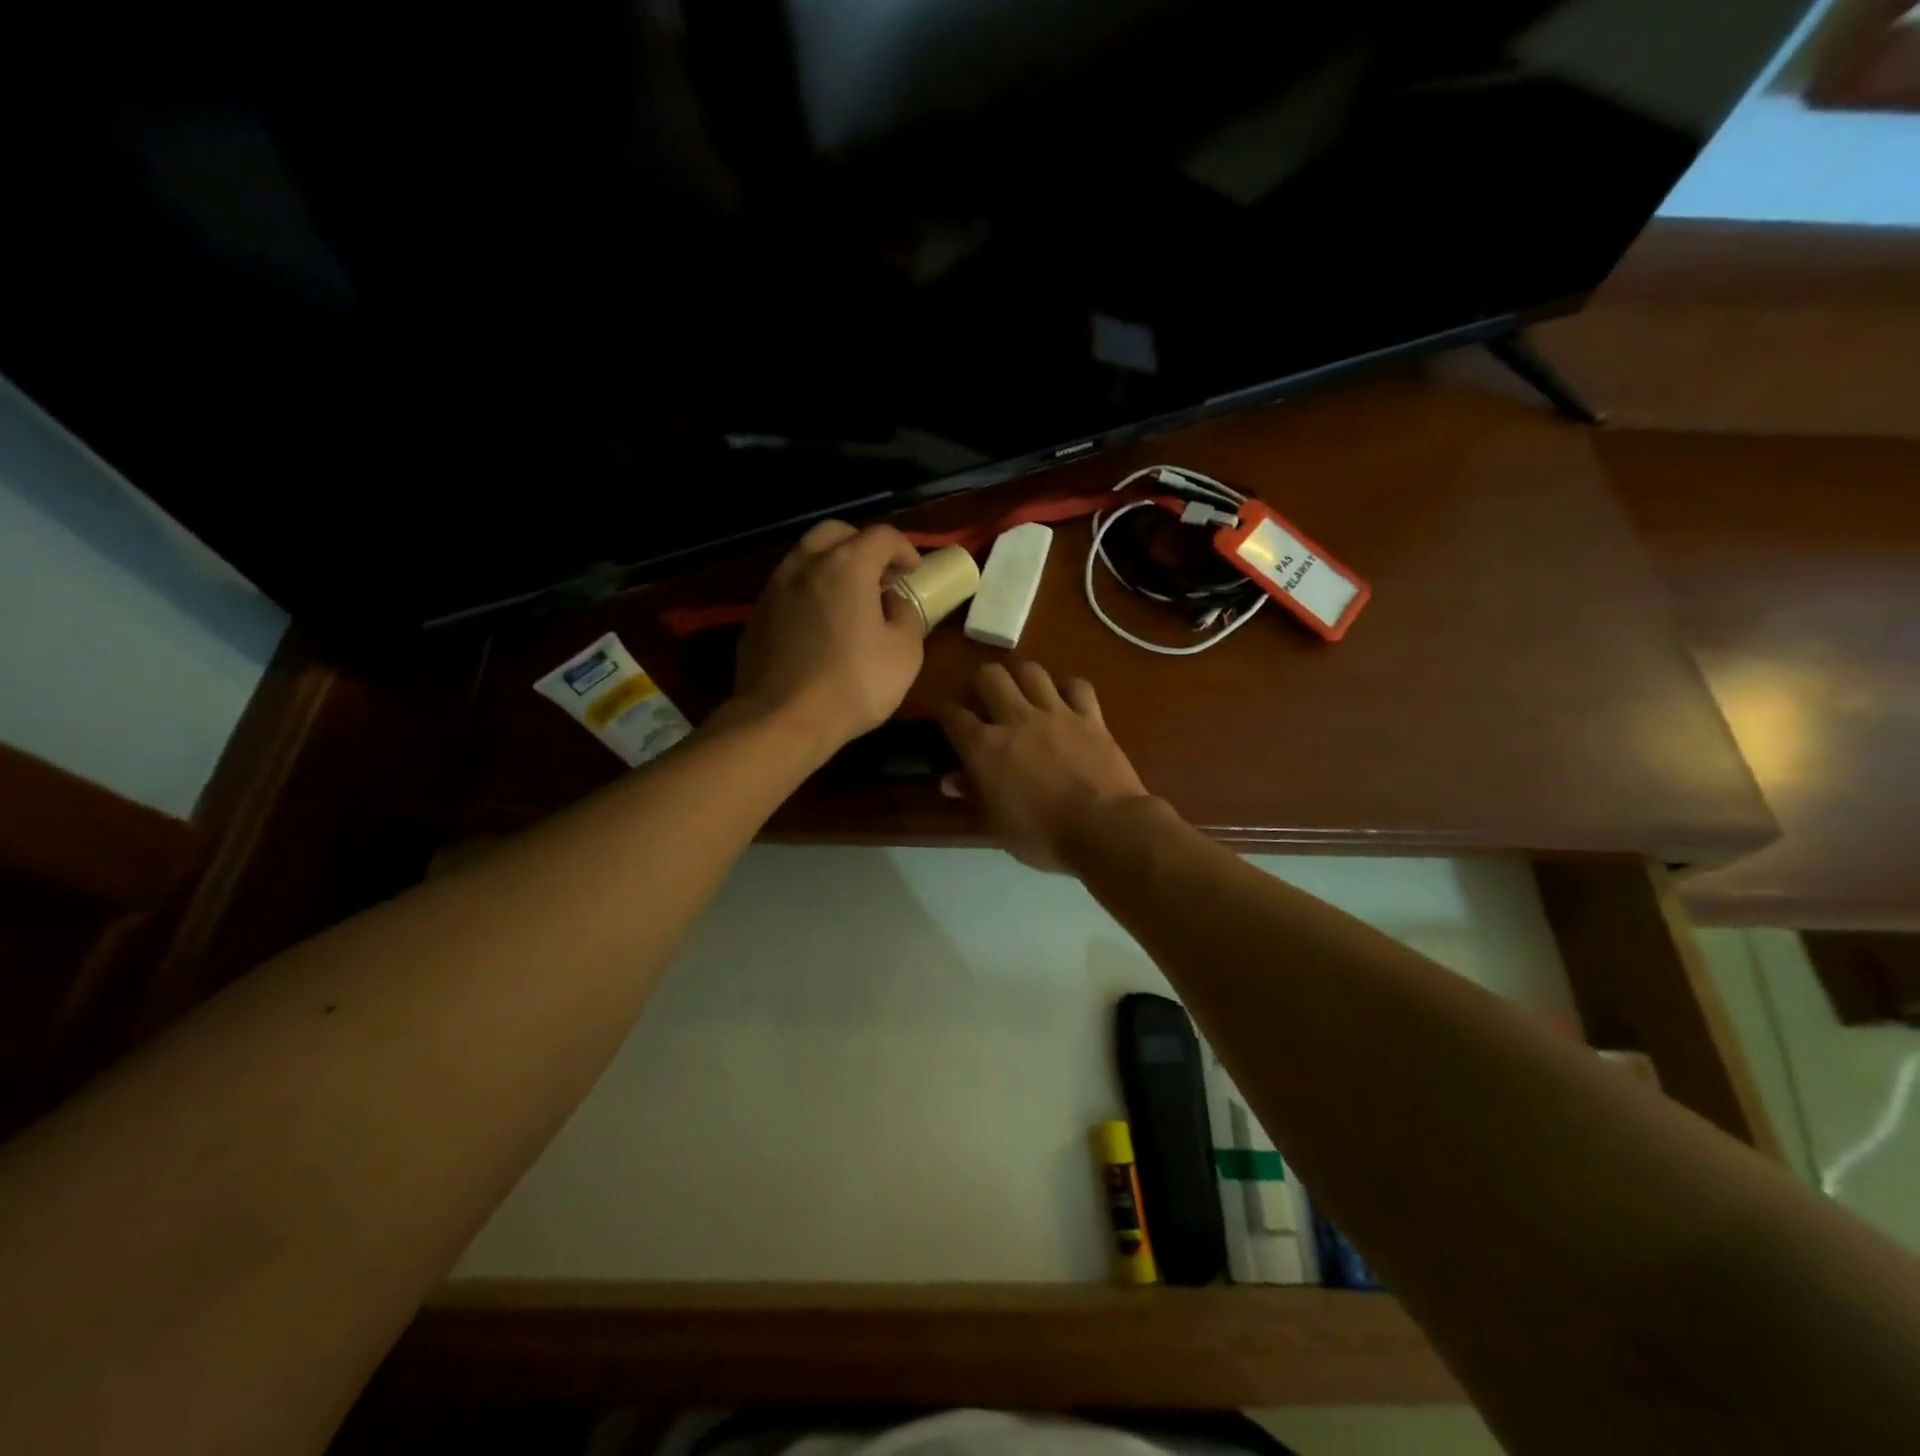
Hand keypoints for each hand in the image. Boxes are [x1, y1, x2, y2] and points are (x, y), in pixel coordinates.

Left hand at [734, 520, 925, 751]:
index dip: (904, 548)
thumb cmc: (853, 684)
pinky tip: (819, 624)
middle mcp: (805, 565)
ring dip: (831, 566)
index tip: (913, 571)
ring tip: (848, 598)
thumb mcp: (904, 653)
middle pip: (835, 532)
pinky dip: (808, 592)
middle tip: (879, 575)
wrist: (781, 720)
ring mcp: (774, 589)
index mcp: (846, 566)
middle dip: (862, 544)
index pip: (882, 535)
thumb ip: (906, 615)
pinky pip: (787, 589)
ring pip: (805, 557)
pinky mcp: (756, 617)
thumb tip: (891, 602)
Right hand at [936, 661, 1150, 871]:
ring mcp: (1056, 713)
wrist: (1104, 829)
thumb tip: (950, 779)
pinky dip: (1065, 687)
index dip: (942, 711)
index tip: (942, 715)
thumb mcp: (996, 824)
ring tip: (1018, 690)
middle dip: (978, 682)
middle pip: (989, 676)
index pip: (952, 715)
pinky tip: (1062, 698)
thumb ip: (972, 794)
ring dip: (1018, 675)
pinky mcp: (1091, 717)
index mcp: (985, 747)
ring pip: (1030, 670)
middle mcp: (1016, 718)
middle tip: (982, 700)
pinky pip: (1076, 685)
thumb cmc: (1042, 836)